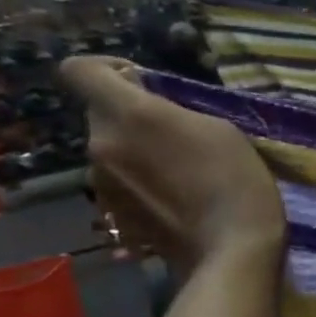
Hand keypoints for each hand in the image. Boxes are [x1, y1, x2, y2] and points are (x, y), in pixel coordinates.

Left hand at [60, 56, 284, 274]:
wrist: (231, 247)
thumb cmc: (236, 179)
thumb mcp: (220, 128)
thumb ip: (174, 111)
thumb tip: (150, 108)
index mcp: (129, 115)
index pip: (79, 70)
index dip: (106, 69)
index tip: (142, 82)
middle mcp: (100, 144)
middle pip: (101, 113)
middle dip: (132, 117)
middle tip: (177, 134)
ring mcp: (100, 182)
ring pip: (110, 148)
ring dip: (136, 150)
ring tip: (180, 170)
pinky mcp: (110, 212)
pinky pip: (117, 181)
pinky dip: (140, 181)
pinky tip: (175, 197)